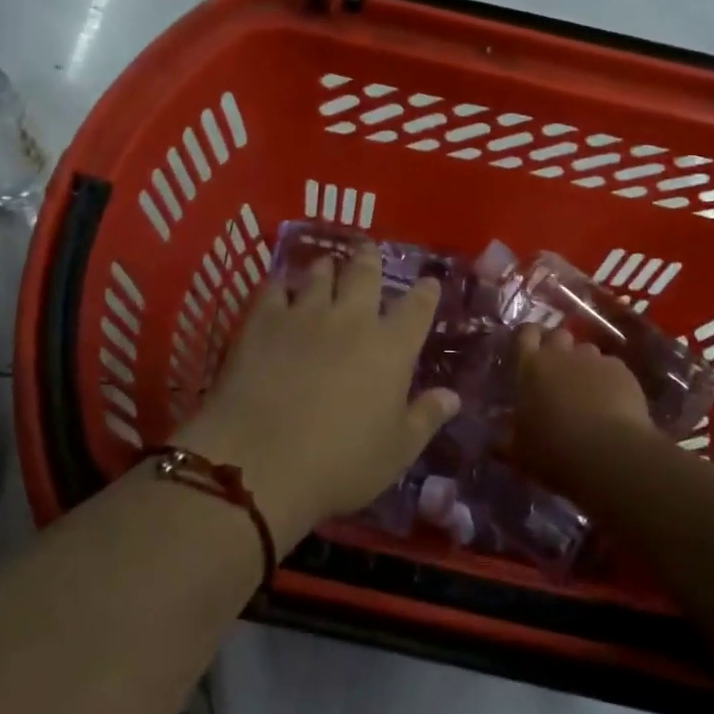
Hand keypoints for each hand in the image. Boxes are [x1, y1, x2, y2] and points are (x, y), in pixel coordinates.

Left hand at [174, 247, 459, 543]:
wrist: (261, 461)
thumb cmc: (340, 464)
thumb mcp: (396, 451)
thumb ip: (426, 418)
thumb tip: (452, 396)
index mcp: (391, 348)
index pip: (417, 308)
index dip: (425, 292)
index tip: (429, 282)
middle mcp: (352, 319)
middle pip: (365, 274)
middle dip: (370, 259)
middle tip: (368, 249)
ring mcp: (305, 314)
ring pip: (320, 274)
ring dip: (327, 267)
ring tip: (326, 265)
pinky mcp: (263, 320)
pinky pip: (275, 288)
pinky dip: (282, 284)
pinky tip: (280, 287)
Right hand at [509, 327, 653, 487]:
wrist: (609, 455)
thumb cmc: (554, 451)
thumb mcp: (521, 452)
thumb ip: (508, 441)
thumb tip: (496, 444)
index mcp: (530, 367)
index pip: (525, 334)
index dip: (529, 337)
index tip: (530, 349)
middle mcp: (561, 355)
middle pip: (558, 335)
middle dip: (558, 348)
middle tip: (558, 373)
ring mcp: (594, 360)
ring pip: (587, 351)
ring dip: (584, 364)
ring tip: (588, 391)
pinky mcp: (622, 371)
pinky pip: (612, 368)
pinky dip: (610, 380)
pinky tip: (613, 403)